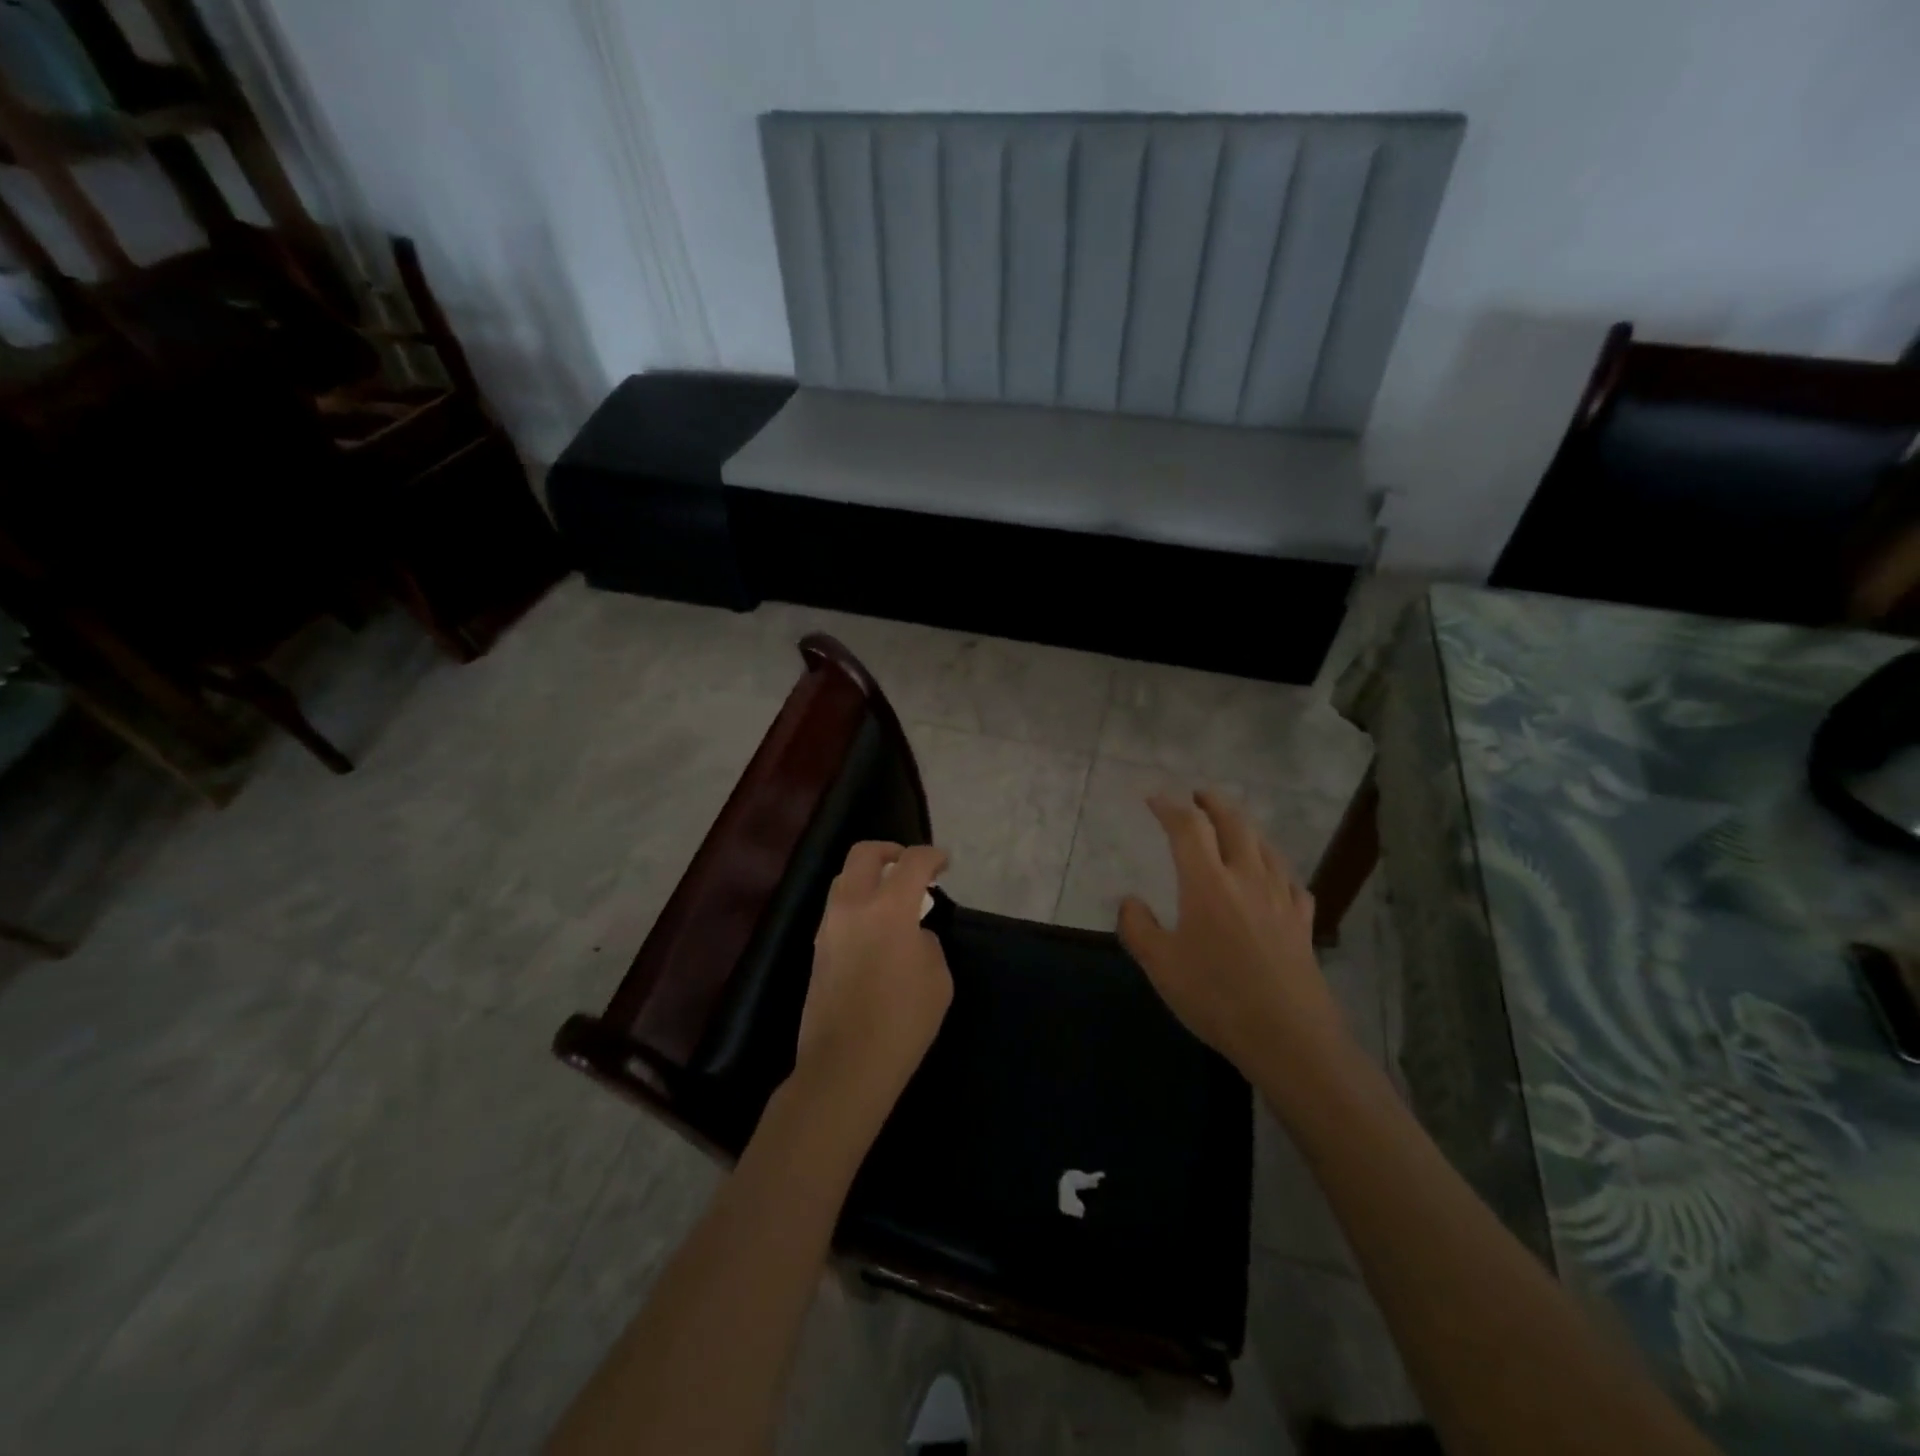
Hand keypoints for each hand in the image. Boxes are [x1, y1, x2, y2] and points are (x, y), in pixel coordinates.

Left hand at [794, 841, 952, 1129]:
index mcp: (888, 908)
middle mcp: (852, 906)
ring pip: (844, 880)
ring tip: (893, 898)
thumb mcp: (937, 980)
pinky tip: (876, 928)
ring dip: (869, 877)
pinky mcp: (818, 949)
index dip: (932, 856)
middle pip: (864, 854)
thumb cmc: (902, 1022)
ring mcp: (829, 927)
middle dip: (890, 851)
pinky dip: (858, 904)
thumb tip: (912, 935)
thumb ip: (927, 943)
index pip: (911, 862)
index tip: (944, 864)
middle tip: (910, 867)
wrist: (845, 1065)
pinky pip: (838, 909)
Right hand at [1118, 791, 1348, 1076]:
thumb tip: (1130, 901)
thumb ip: (1138, 928)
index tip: (1154, 799)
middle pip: (1234, 824)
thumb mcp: (1160, 966)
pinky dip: (1275, 866)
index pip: (1187, 828)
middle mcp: (1246, 878)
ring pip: (1265, 846)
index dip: (1169, 807)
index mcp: (1207, 882)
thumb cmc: (1216, 997)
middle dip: (1213, 804)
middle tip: (1199, 795)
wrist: (1289, 1037)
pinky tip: (1274, 877)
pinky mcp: (1302, 922)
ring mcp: (1280, 898)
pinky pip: (1290, 880)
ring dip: (1246, 827)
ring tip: (1233, 826)